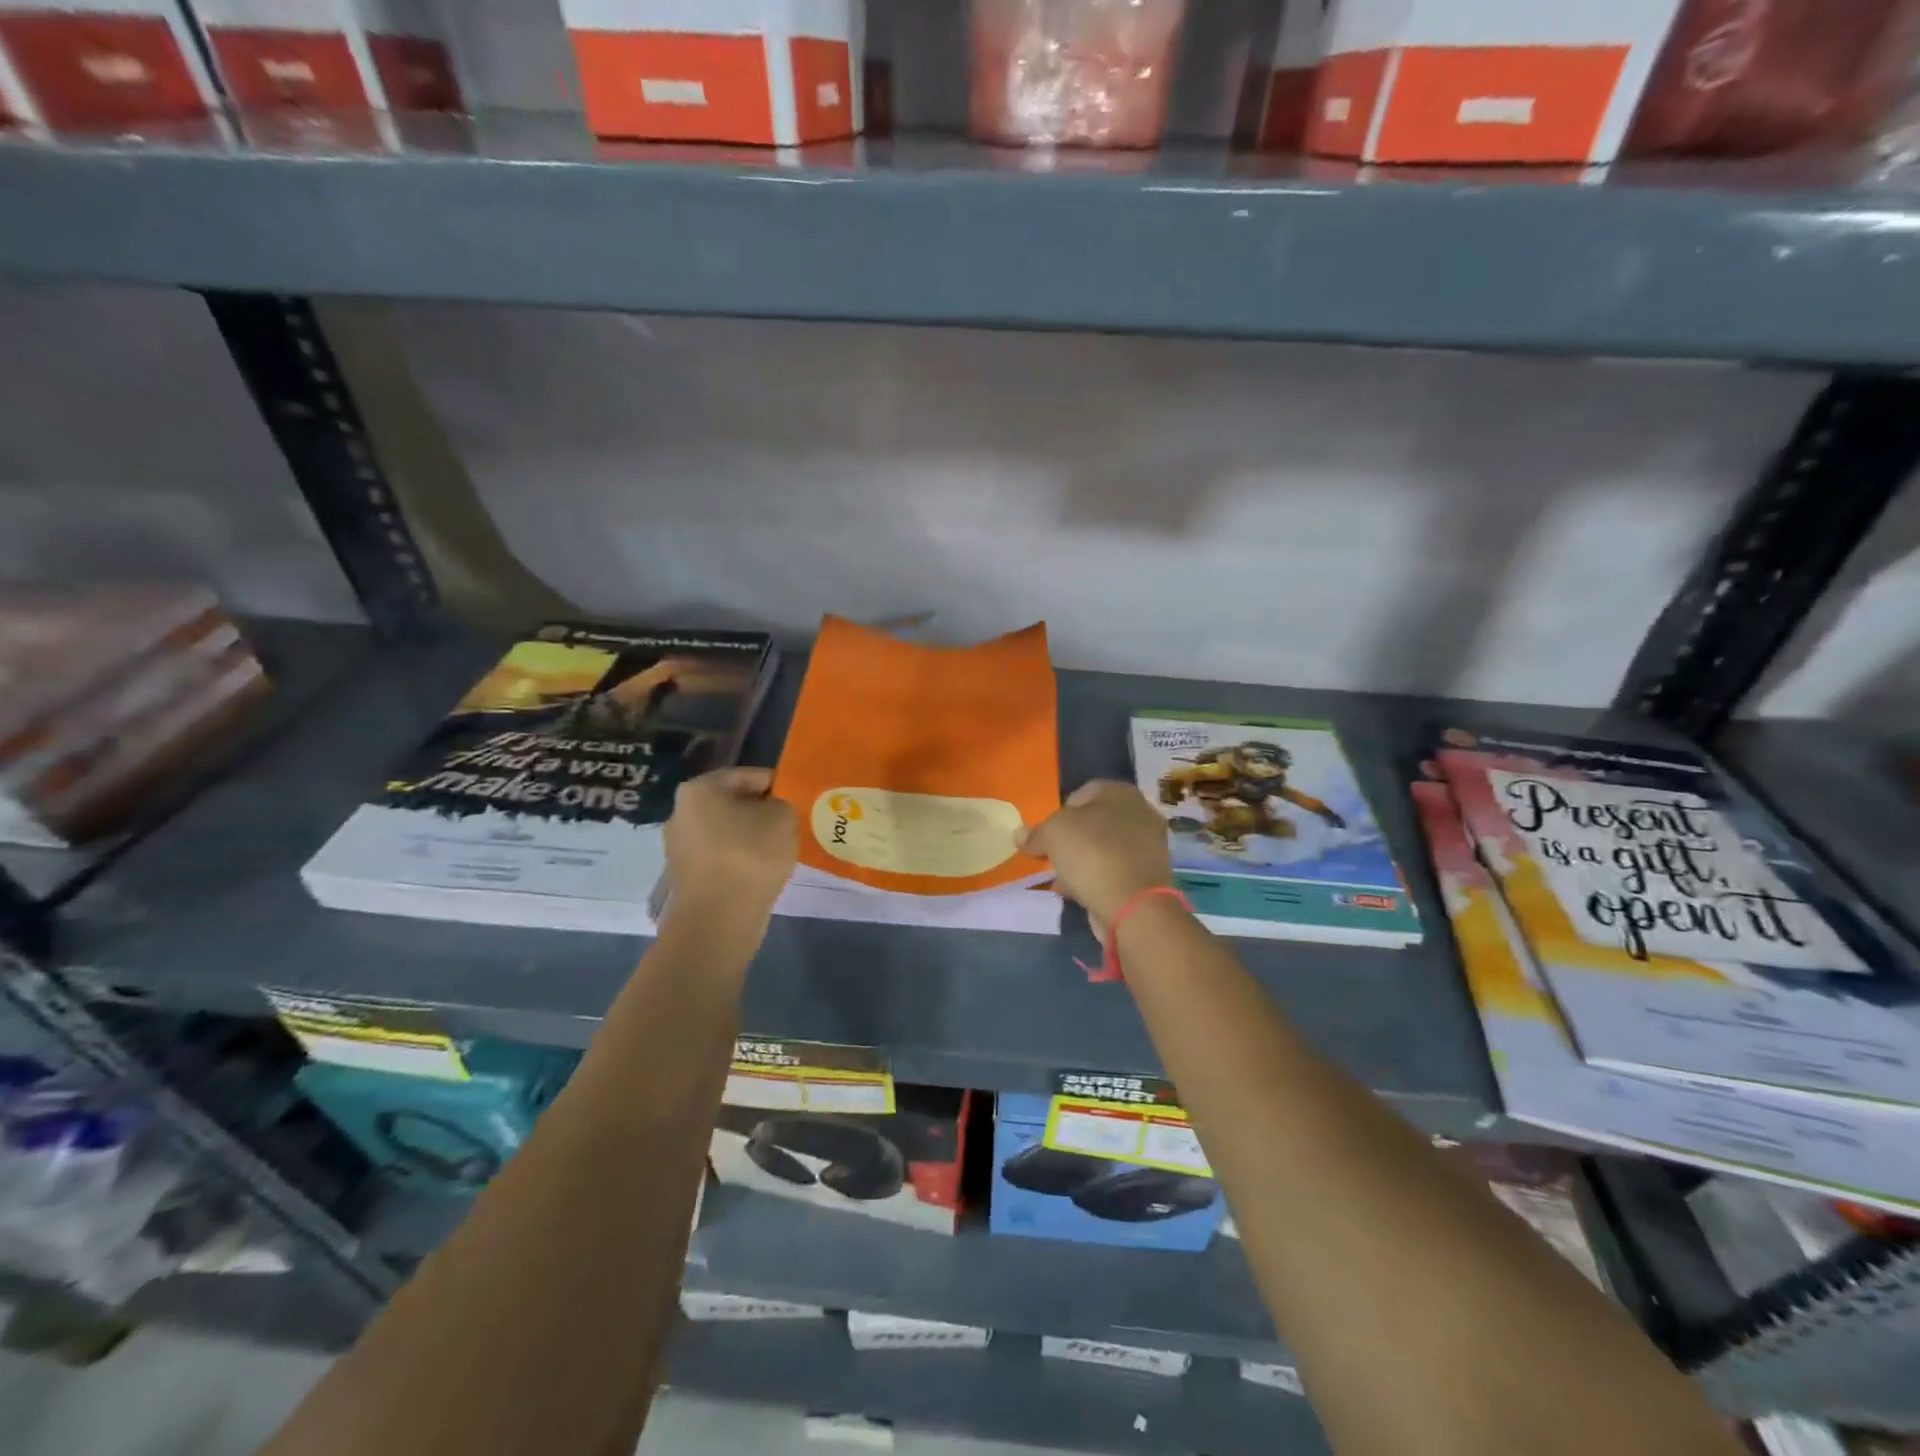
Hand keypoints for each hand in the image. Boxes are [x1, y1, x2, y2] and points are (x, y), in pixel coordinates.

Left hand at [663, 767, 796, 917]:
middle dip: (762, 812)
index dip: (779, 785)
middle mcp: (681, 811)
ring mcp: (679, 845)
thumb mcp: (783, 817)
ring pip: (727, 831)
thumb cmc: (750, 856)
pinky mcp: (685, 875)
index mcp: (700, 788)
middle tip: (791, 824)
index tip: (799, 800)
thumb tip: (771, 812)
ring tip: (779, 850)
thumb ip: (781, 804)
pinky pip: (721, 856)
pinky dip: (740, 859)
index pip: (749, 775)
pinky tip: (761, 871)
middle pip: (734, 803)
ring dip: (751, 837)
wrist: (718, 919)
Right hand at [1016, 780, 1173, 940]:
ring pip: (1103, 848)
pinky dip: (1094, 879)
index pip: (1083, 792)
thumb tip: (1019, 834)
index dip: (1060, 811)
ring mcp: (1147, 848)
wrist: (1133, 905)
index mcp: (1121, 793)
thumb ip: (1035, 833)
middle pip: (1094, 822)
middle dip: (1070, 838)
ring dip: (1080, 860)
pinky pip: (1112, 872)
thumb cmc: (1092, 854)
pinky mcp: (1147, 877)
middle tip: (1051, 854)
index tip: (1046, 832)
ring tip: (1060, 877)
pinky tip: (1075, 892)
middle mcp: (1140, 814)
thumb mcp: (1052, 835)